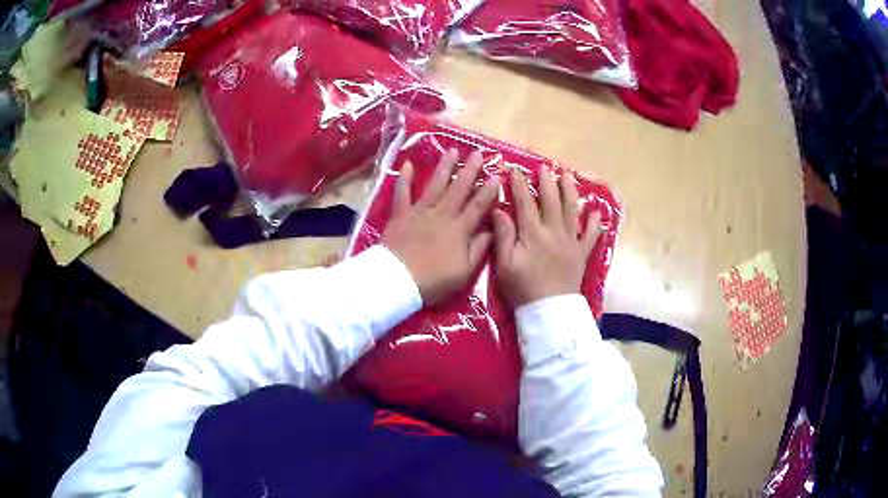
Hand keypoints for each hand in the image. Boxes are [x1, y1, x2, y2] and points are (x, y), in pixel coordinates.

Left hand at [382, 149, 499, 305]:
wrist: (397, 281)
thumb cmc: (433, 281)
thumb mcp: (463, 272)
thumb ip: (479, 249)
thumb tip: (492, 230)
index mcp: (459, 229)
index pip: (478, 206)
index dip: (489, 191)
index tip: (497, 175)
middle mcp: (442, 214)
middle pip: (458, 189)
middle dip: (470, 170)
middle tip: (478, 153)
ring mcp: (419, 212)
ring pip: (435, 185)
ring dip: (444, 167)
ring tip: (452, 150)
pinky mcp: (400, 215)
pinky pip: (402, 193)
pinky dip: (405, 179)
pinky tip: (408, 164)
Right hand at [492, 168, 602, 307]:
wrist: (548, 311)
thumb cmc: (523, 288)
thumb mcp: (505, 264)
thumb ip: (503, 235)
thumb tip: (499, 209)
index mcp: (533, 234)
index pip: (525, 202)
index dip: (519, 184)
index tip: (513, 169)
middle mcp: (554, 232)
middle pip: (551, 200)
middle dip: (547, 181)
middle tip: (544, 167)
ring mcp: (571, 241)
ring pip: (572, 210)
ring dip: (570, 191)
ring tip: (567, 176)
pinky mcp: (581, 253)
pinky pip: (591, 235)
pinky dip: (595, 222)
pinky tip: (596, 211)